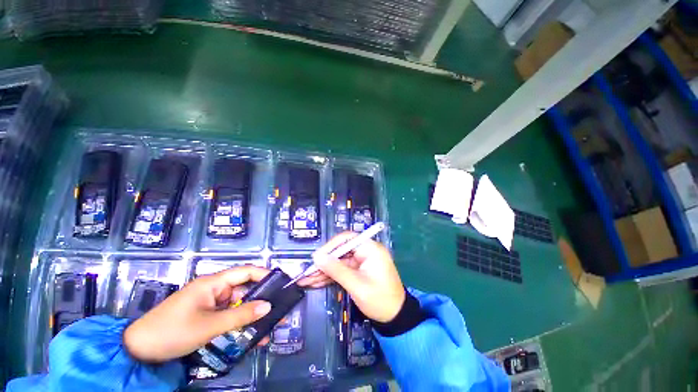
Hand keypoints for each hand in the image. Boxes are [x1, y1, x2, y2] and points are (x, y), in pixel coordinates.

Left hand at [123, 266, 271, 362]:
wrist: (138, 351)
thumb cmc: (172, 331)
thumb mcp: (209, 326)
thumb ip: (240, 316)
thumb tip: (268, 307)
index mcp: (213, 283)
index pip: (245, 272)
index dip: (264, 274)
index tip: (281, 282)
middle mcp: (214, 290)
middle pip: (244, 290)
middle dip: (262, 300)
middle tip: (280, 309)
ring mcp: (210, 304)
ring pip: (238, 307)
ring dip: (253, 317)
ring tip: (271, 326)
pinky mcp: (207, 317)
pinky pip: (229, 318)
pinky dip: (240, 326)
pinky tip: (253, 337)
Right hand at [301, 232, 404, 322]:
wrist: (395, 318)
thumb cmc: (380, 300)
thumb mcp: (357, 285)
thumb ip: (336, 270)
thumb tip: (317, 257)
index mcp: (370, 248)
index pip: (347, 239)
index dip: (330, 246)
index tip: (316, 257)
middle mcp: (366, 251)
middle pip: (341, 251)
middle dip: (324, 262)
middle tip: (307, 271)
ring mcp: (362, 261)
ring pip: (339, 262)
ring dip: (324, 271)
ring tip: (307, 280)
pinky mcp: (359, 271)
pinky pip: (342, 270)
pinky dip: (331, 276)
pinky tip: (316, 282)